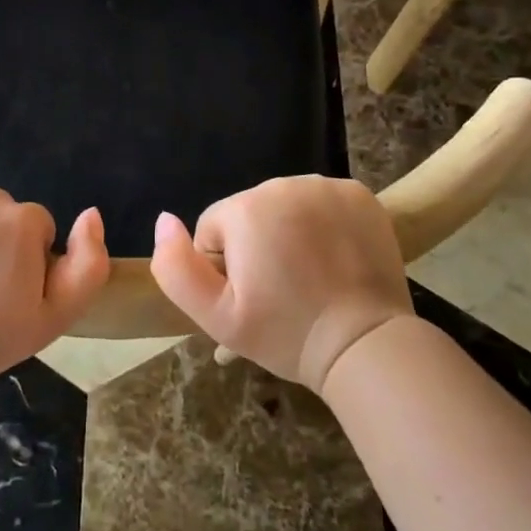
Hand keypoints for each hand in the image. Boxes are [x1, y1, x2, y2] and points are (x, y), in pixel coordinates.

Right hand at [150, 176, 412, 394]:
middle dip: (257, 246)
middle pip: (249, 213)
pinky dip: (324, 224)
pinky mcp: (359, 194)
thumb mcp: (216, 316)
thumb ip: (175, 267)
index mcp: (245, 209)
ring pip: (286, 206)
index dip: (224, 268)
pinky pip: (322, 202)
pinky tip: (335, 258)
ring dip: (289, 232)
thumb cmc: (286, 334)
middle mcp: (283, 184)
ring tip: (310, 276)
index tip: (251, 297)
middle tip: (281, 291)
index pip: (213, 229)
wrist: (366, 345)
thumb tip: (164, 220)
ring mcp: (325, 186)